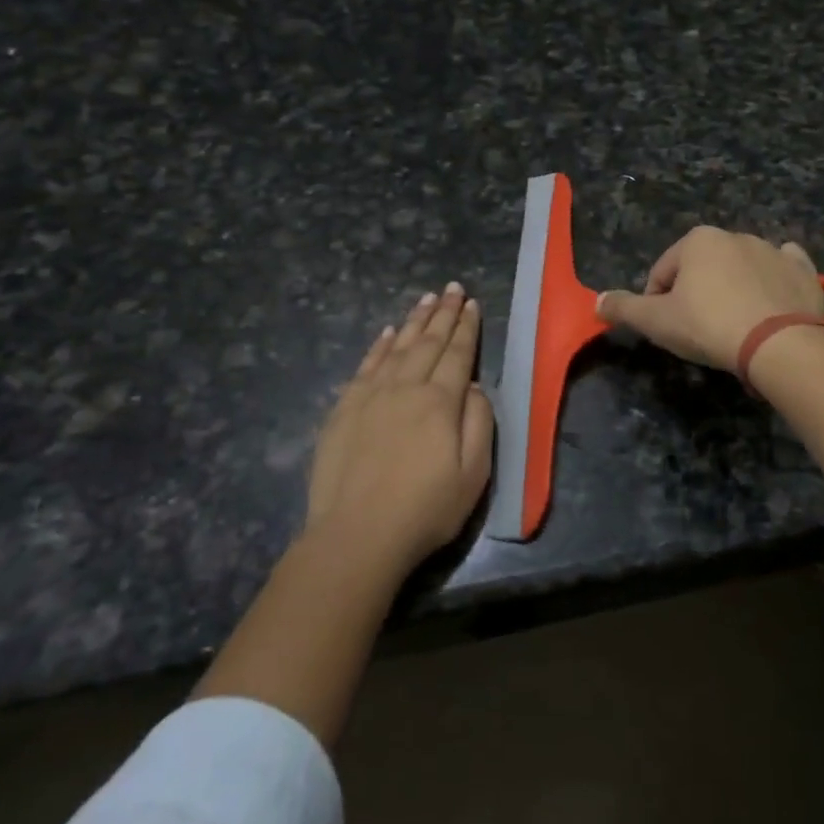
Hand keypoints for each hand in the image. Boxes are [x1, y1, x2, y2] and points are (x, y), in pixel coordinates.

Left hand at [305, 283, 494, 577]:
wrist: (357, 535)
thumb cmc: (425, 509)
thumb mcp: (474, 474)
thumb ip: (478, 423)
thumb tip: (472, 387)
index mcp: (440, 401)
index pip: (457, 354)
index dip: (466, 328)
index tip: (471, 303)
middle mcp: (406, 387)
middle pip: (428, 342)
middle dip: (442, 313)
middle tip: (451, 287)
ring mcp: (371, 396)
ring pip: (396, 347)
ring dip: (413, 321)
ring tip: (425, 298)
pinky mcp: (344, 410)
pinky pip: (365, 366)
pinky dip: (378, 346)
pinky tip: (386, 333)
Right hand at [595, 226, 823, 371]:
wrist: (779, 344)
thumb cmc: (709, 326)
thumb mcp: (656, 322)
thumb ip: (624, 309)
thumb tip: (596, 302)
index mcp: (697, 240)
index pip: (662, 273)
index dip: (657, 303)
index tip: (667, 330)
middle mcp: (735, 235)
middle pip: (702, 269)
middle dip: (696, 295)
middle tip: (699, 331)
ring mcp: (773, 250)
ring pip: (740, 269)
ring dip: (732, 290)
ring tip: (734, 328)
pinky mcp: (803, 271)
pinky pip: (783, 270)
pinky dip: (774, 282)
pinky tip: (770, 303)